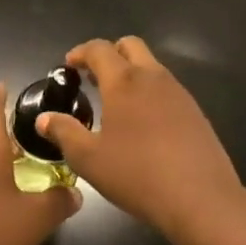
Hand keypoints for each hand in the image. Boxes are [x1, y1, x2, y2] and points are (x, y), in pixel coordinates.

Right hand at [39, 37, 245, 244]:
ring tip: (115, 103)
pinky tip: (143, 124)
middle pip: (130, 46)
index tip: (69, 65)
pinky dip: (149, 93)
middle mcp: (153, 77)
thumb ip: (64, 133)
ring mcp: (179, 92)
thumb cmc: (137, 175)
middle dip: (109, 54)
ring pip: (151, 66)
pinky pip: (167, 88)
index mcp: (124, 81)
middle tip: (92, 78)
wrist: (202, 199)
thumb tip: (44, 118)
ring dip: (131, 73)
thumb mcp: (89, 159)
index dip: (80, 52)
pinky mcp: (195, 112)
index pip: (99, 49)